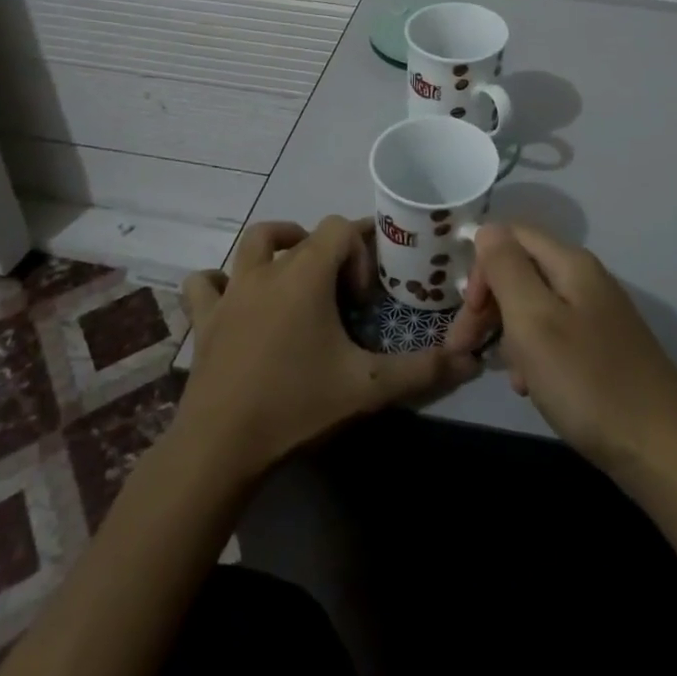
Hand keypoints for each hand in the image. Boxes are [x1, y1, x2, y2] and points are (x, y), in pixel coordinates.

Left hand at [174, 217, 480, 479]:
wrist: (220, 447)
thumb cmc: (297, 405)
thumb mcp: (368, 387)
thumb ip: (422, 370)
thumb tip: (472, 359)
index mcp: (306, 274)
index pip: (339, 228)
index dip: (360, 253)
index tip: (364, 299)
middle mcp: (267, 270)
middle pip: (303, 235)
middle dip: (328, 255)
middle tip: (341, 296)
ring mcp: (231, 292)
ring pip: (253, 243)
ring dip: (277, 248)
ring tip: (295, 278)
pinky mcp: (205, 319)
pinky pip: (205, 284)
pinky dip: (220, 283)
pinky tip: (235, 302)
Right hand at [449, 223, 676, 482]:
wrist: (664, 451)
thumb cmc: (588, 382)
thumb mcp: (534, 320)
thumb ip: (507, 268)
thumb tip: (488, 229)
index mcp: (570, 263)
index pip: (510, 236)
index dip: (481, 268)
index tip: (467, 316)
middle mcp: (586, 280)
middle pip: (522, 271)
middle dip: (490, 305)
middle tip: (465, 349)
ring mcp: (598, 315)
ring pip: (536, 307)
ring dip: (511, 335)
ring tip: (511, 376)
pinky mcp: (605, 350)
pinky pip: (556, 337)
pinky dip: (535, 356)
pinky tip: (534, 389)